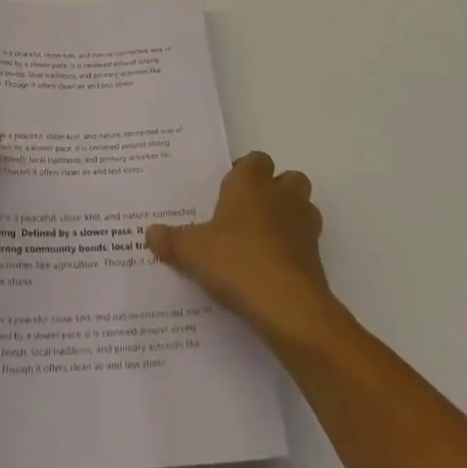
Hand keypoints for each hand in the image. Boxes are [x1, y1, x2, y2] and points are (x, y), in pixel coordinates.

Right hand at [148, 151, 337, 345]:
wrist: (288, 307)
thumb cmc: (236, 262)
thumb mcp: (192, 252)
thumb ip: (171, 240)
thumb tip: (149, 233)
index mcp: (250, 184)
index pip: (255, 160)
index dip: (244, 172)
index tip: (226, 191)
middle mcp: (281, 197)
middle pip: (288, 179)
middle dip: (274, 190)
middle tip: (247, 213)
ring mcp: (304, 227)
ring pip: (304, 208)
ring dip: (289, 218)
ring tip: (263, 240)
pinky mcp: (317, 259)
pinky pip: (306, 244)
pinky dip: (294, 251)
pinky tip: (272, 271)